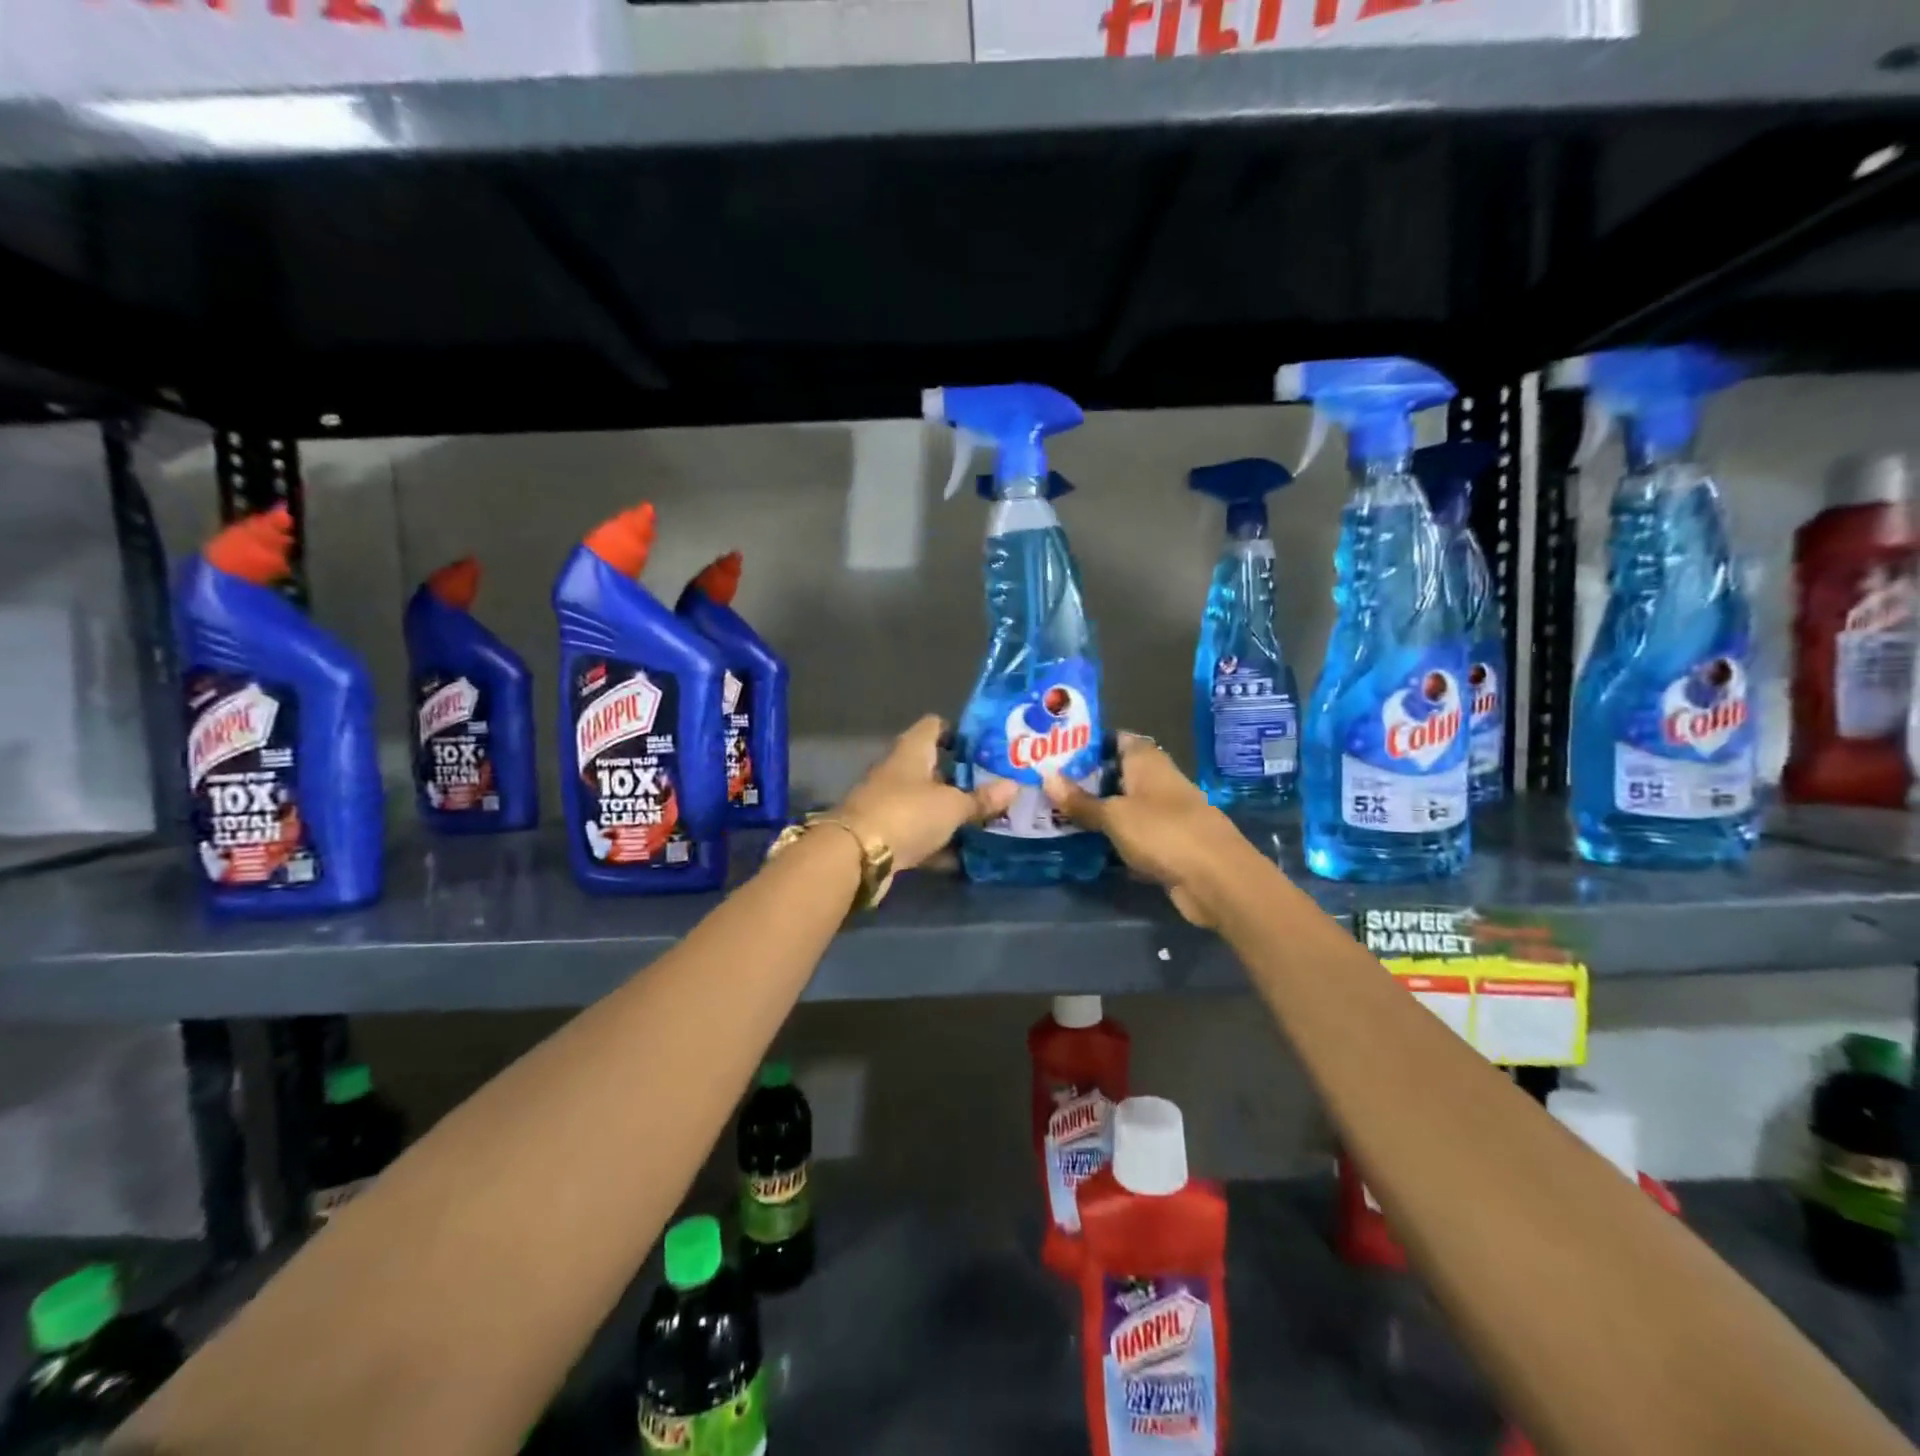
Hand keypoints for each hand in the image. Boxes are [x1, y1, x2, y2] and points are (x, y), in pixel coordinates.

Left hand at [835, 716, 1017, 871]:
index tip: (986, 745)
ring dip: (950, 811)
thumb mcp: (952, 806)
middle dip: (961, 776)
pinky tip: (963, 854)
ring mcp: (888, 803)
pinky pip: (918, 832)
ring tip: (987, 818)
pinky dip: (937, 841)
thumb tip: (1014, 786)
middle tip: (995, 785)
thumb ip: (981, 798)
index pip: (934, 726)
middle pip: (932, 766)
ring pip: (926, 802)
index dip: (958, 731)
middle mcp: (898, 771)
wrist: (856, 856)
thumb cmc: (908, 814)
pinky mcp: (885, 833)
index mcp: (912, 751)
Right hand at [1043, 735, 1239, 926]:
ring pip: (1124, 805)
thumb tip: (1047, 776)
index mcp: (1148, 762)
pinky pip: (1132, 834)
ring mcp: (1164, 814)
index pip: (1117, 739)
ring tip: (1056, 812)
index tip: (1056, 749)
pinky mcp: (1167, 844)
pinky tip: (1085, 844)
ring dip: (1097, 810)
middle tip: (1046, 784)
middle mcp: (1158, 781)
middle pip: (1117, 773)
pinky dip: (1112, 838)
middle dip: (1086, 779)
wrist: (1217, 880)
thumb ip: (1081, 800)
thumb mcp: (1114, 816)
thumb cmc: (1163, 833)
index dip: (1089, 742)